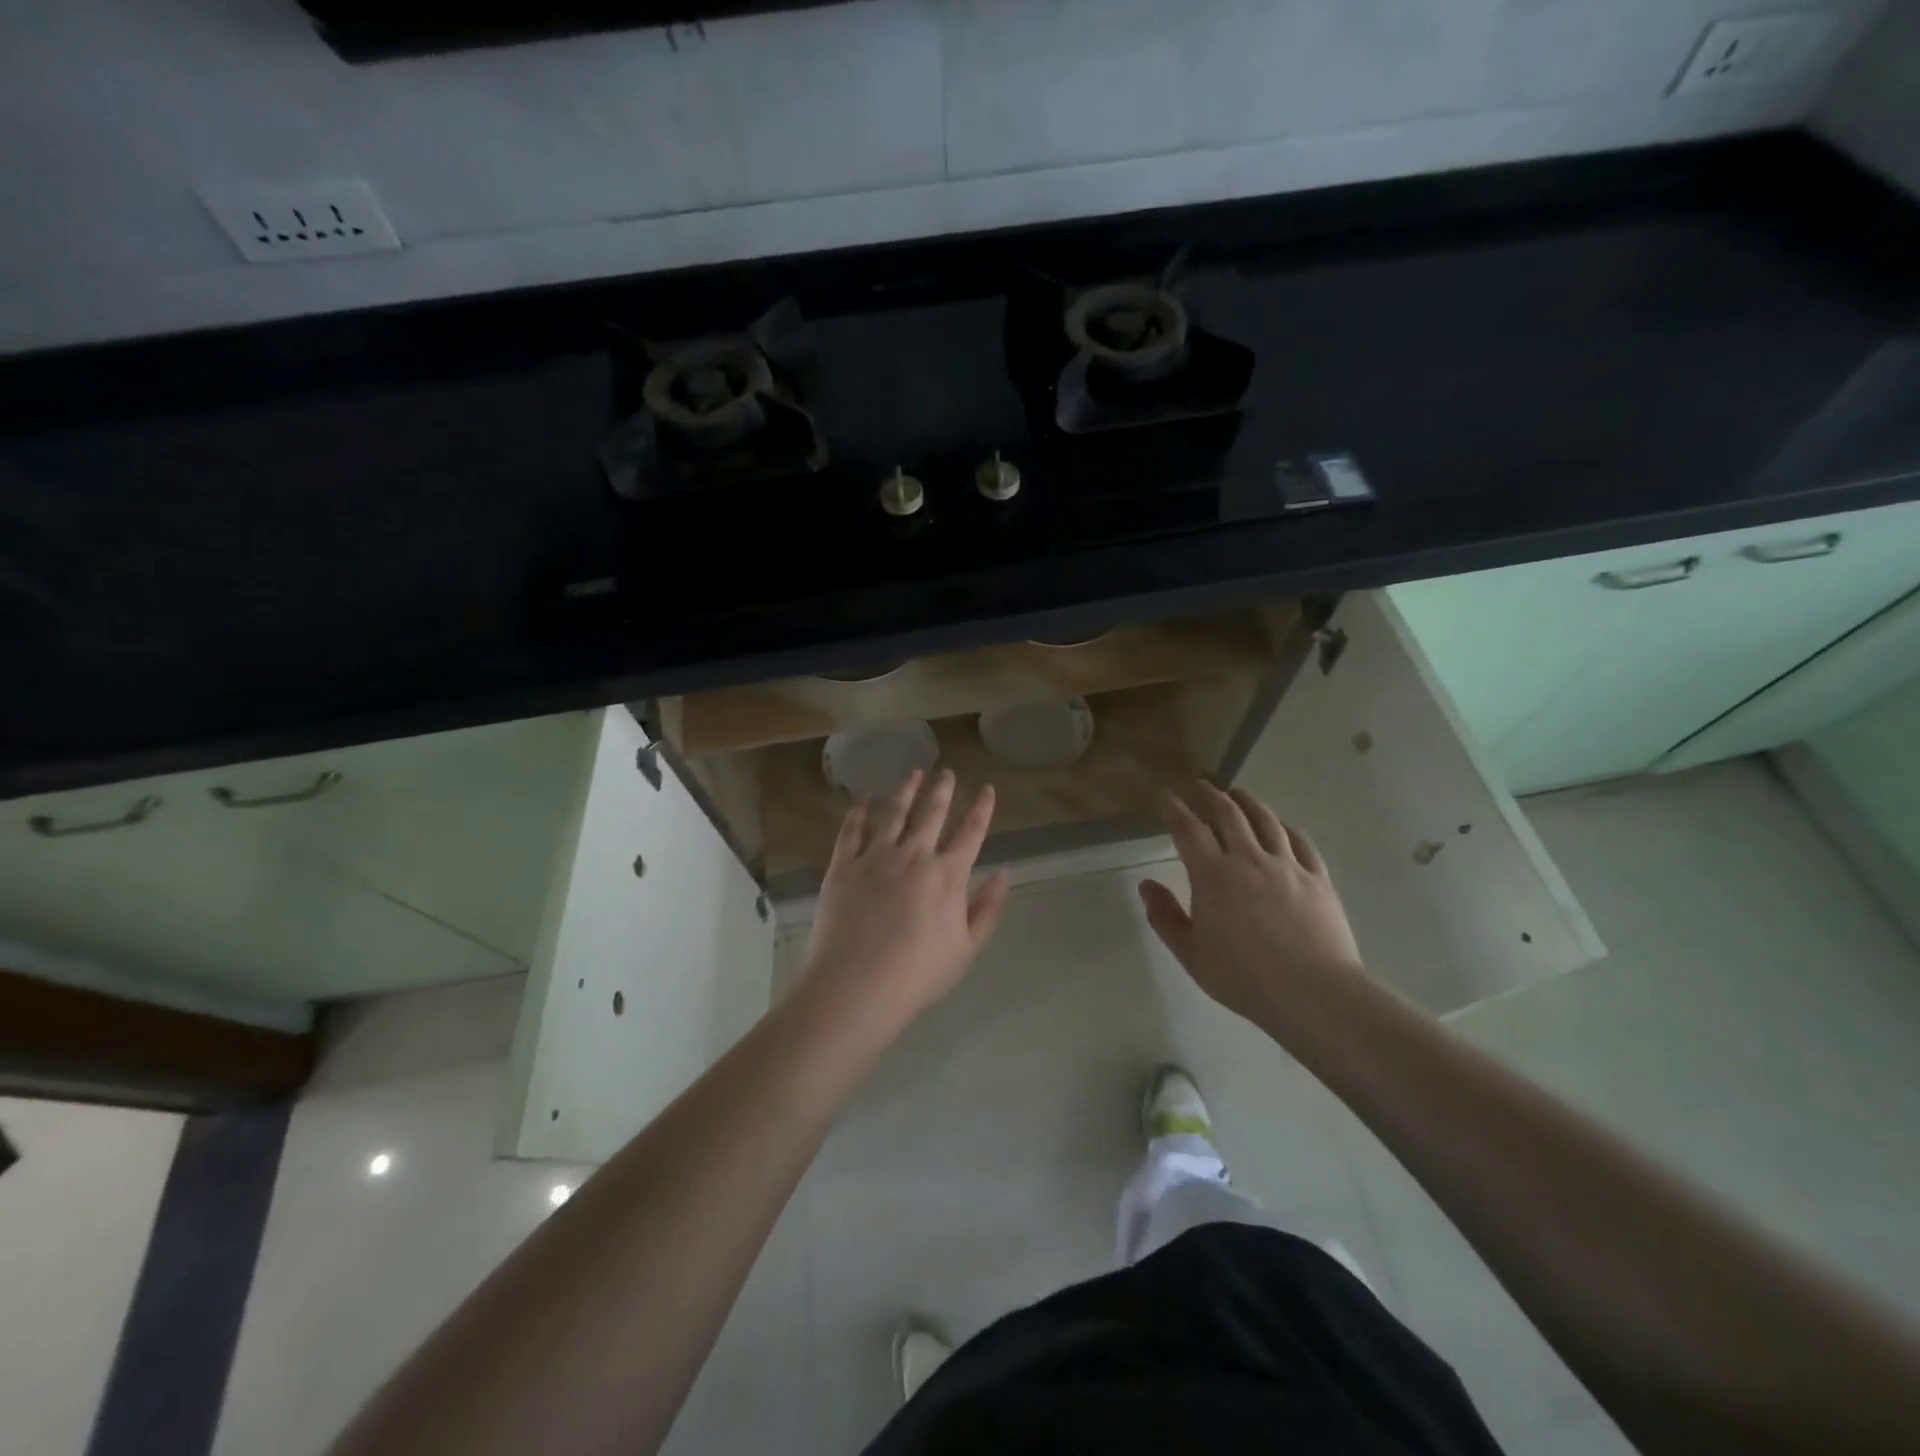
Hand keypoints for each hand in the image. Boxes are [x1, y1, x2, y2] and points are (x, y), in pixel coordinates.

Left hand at [803, 769, 1010, 1030]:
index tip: (986, 788)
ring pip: (893, 813)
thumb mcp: (965, 949)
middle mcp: (913, 855)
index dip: (981, 808)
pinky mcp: (843, 866)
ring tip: (913, 773)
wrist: (856, 986)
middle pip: (931, 813)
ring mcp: (875, 857)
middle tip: (946, 771)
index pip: (970, 832)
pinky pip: (852, 830)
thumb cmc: (917, 974)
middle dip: (942, 789)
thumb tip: (1003, 874)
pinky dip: (860, 811)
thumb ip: (986, 909)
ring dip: (906, 790)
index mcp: (947, 876)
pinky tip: (865, 799)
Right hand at [1138, 783, 1364, 1033]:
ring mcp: (1287, 866)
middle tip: (1203, 785)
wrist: (1313, 993)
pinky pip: (1301, 842)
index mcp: (1213, 875)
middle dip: (1212, 795)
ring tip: (1240, 794)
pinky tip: (1282, 826)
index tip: (1167, 795)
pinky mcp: (1317, 878)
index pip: (1188, 830)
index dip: (1175, 809)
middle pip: (1229, 814)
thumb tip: (1146, 885)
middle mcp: (1249, 859)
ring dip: (1249, 803)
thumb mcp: (1191, 954)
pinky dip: (1286, 828)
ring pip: (1266, 821)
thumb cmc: (1243, 977)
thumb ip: (1165, 917)